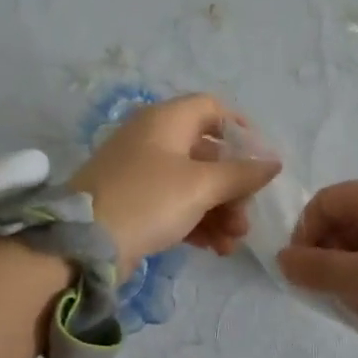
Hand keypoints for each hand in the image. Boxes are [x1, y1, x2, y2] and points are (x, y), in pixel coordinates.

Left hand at [71, 94, 280, 271]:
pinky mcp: (135, 203)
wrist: (83, 243)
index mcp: (167, 121)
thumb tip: (273, 162)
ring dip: (220, 211)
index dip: (241, 130)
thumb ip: (241, 174)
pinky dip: (197, 222)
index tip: (262, 160)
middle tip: (246, 218)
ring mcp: (142, 172)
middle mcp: (154, 140)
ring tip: (233, 242)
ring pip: (194, 184)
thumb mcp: (201, 186)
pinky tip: (215, 249)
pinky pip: (176, 205)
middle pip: (208, 154)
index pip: (212, 108)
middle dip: (234, 188)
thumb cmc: (148, 200)